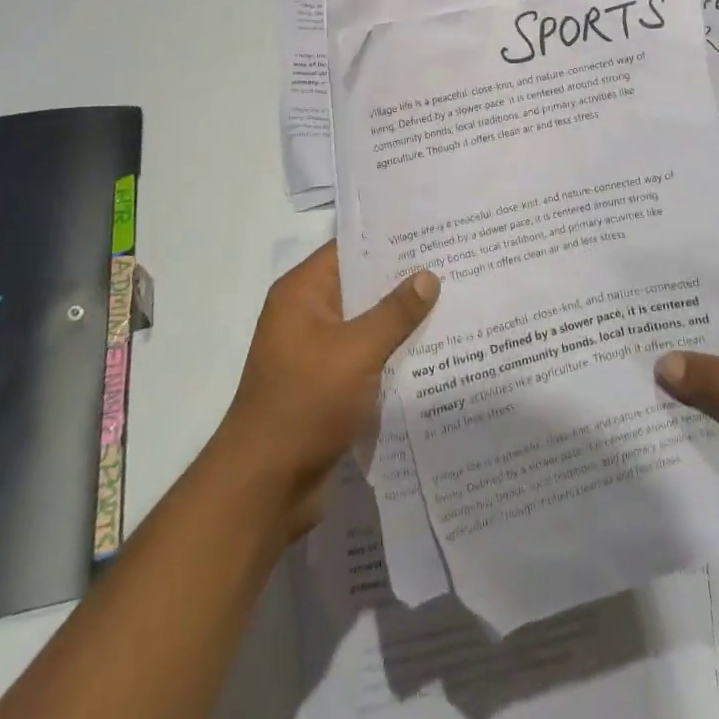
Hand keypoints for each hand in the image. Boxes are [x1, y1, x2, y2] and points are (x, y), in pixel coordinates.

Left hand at [213, 241, 438, 540]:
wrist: (264, 488)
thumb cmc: (305, 403)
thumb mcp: (356, 352)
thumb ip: (394, 313)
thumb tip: (428, 276)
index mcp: (302, 293)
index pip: (349, 248)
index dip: (388, 238)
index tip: (431, 231)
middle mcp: (306, 314)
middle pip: (361, 285)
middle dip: (403, 280)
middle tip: (454, 264)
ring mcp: (316, 352)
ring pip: (366, 323)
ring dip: (401, 320)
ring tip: (454, 302)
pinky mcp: (327, 385)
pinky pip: (366, 357)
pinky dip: (392, 353)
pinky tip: (433, 351)